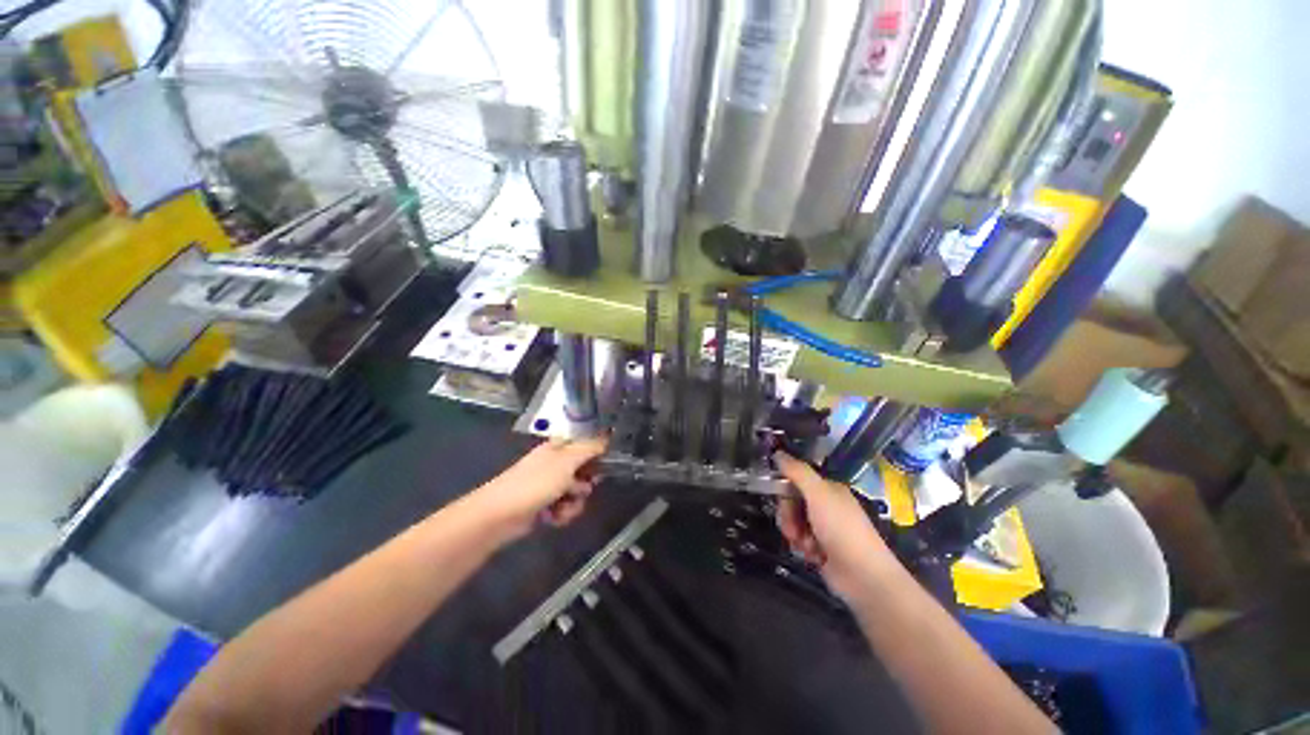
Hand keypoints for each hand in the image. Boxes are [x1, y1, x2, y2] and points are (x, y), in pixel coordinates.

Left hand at [472, 436, 607, 538]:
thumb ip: (590, 448)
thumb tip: (607, 436)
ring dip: (574, 503)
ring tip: (562, 508)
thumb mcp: (567, 461)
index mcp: (558, 448)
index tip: (602, 467)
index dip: (596, 456)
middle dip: (585, 485)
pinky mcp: (543, 505)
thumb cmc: (536, 483)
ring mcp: (548, 485)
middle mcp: (554, 464)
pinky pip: (564, 507)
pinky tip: (554, 518)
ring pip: (575, 493)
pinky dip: (562, 514)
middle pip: (583, 471)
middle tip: (579, 489)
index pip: (585, 446)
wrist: (501, 515)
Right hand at [774, 452, 892, 601]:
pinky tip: (813, 556)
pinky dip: (803, 548)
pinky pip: (801, 542)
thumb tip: (778, 452)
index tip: (779, 498)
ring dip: (795, 534)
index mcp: (828, 489)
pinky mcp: (823, 550)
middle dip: (788, 516)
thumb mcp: (818, 494)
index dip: (785, 490)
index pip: (796, 480)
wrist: (863, 576)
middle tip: (793, 529)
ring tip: (806, 546)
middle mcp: (826, 506)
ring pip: (794, 523)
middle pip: (792, 503)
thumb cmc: (841, 529)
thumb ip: (797, 471)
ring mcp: (825, 528)